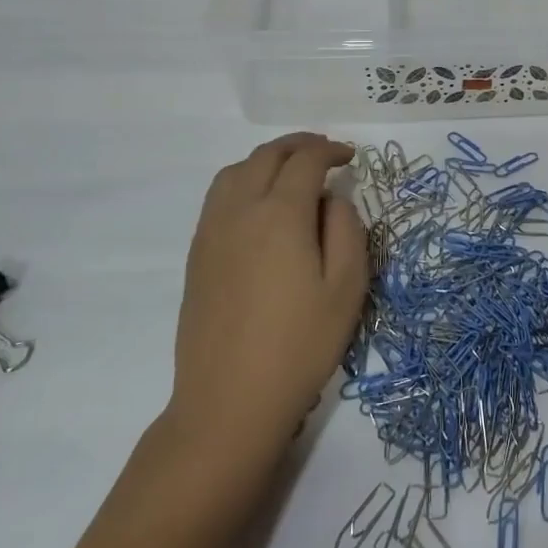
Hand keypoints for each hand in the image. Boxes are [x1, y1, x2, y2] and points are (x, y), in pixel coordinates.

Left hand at [162, 133, 367, 458]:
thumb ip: (346, 229)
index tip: (350, 157)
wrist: (229, 401)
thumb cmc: (300, 345)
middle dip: (299, 145)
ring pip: (236, 170)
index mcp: (280, 215)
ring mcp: (212, 231)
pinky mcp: (197, 254)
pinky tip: (260, 204)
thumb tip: (332, 200)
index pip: (305, 160)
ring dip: (267, 159)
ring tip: (291, 171)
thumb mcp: (347, 287)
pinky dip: (243, 180)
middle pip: (267, 156)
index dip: (330, 150)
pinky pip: (218, 196)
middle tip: (325, 153)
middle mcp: (240, 211)